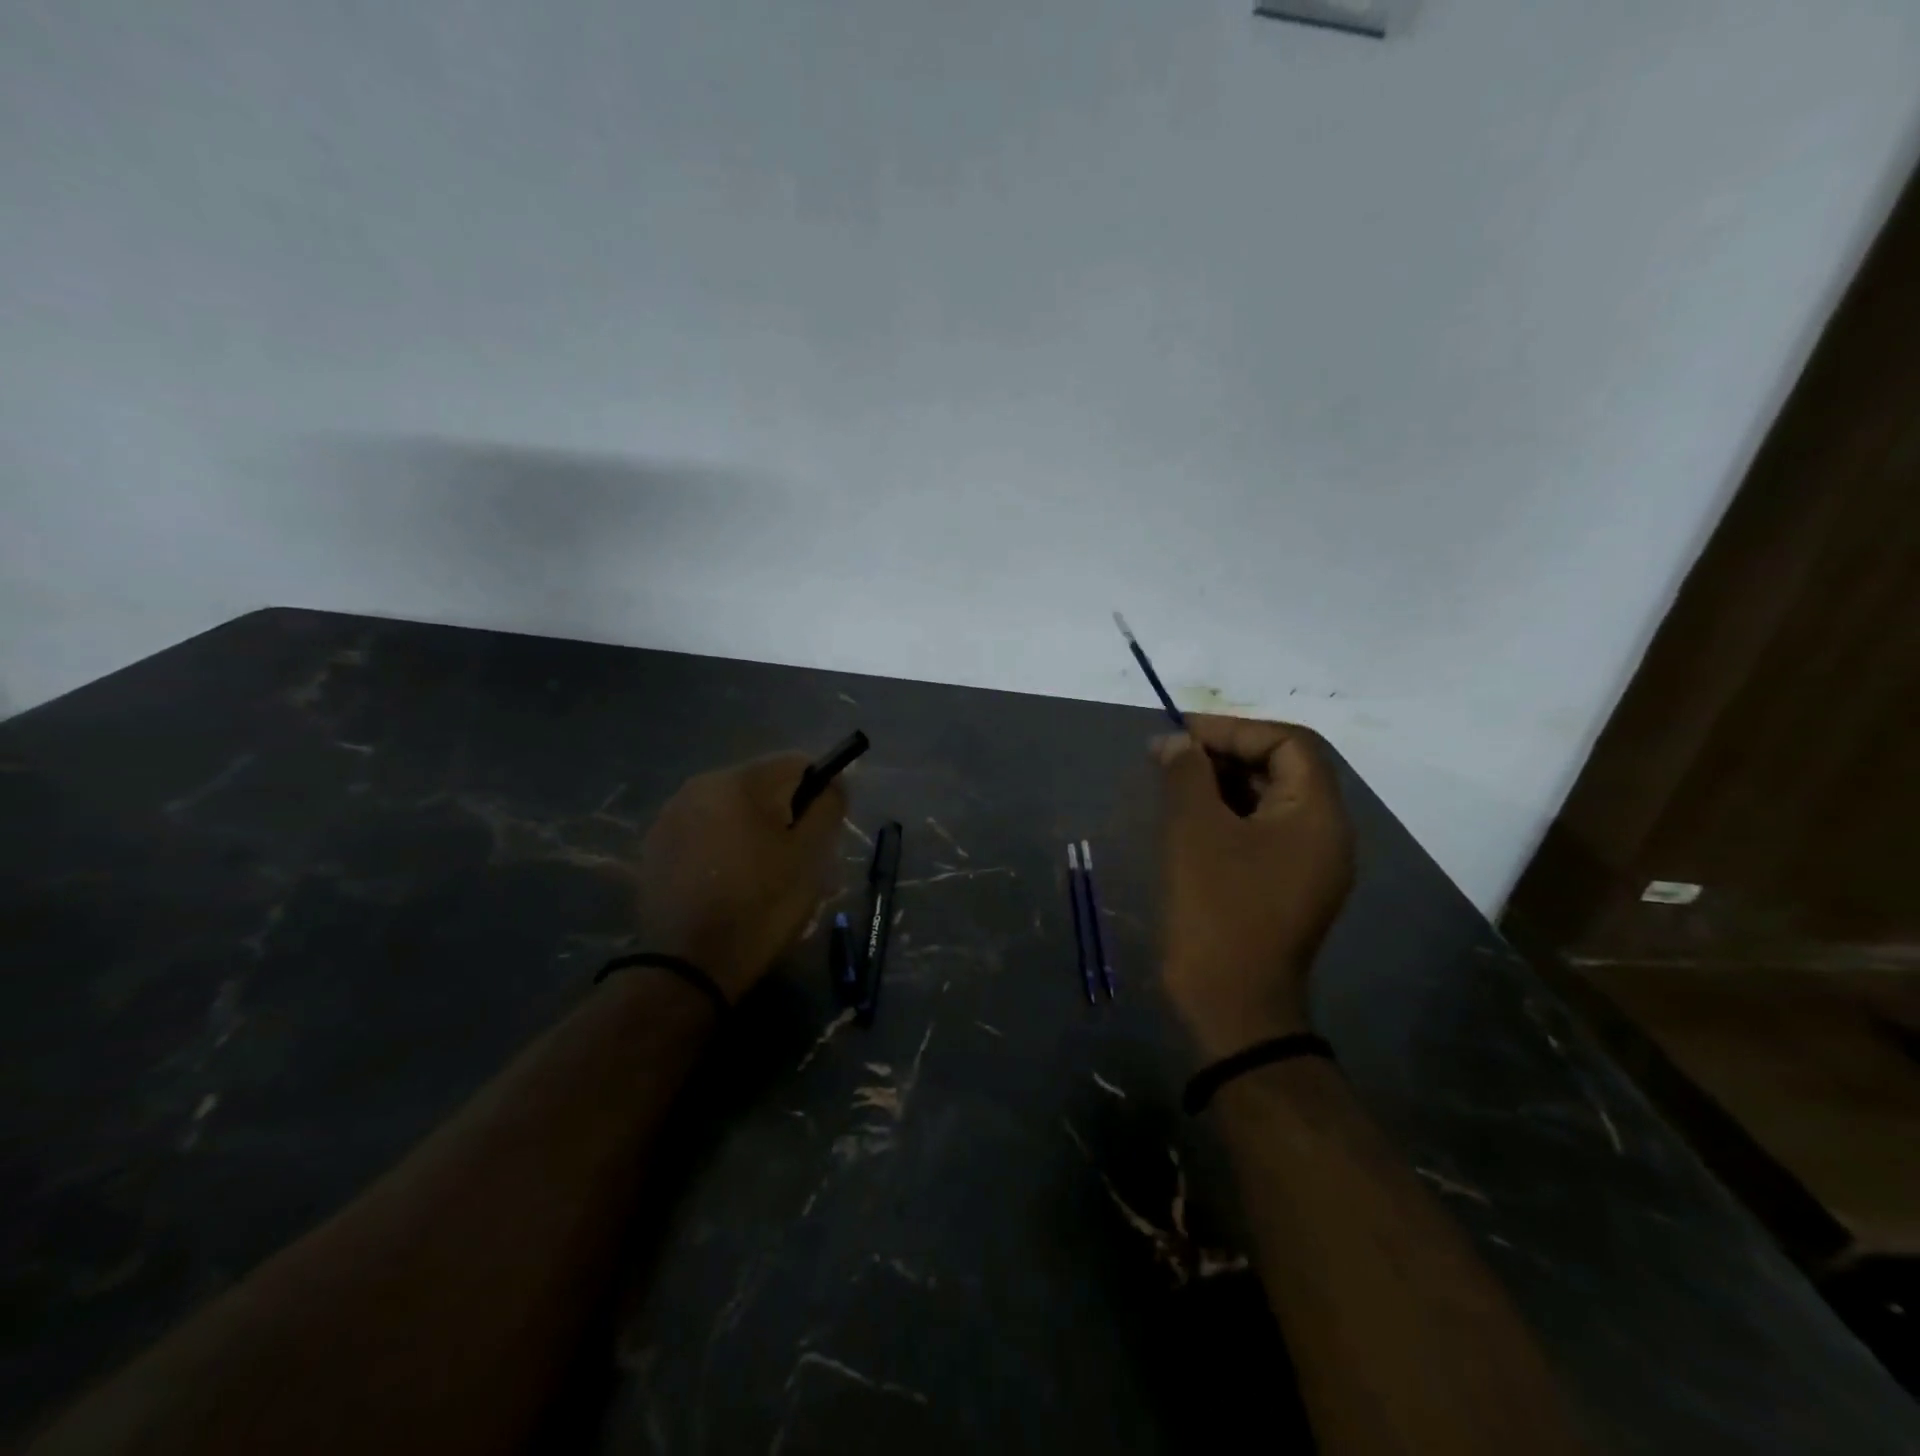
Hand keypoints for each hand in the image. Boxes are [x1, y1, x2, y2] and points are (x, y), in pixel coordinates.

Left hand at [635, 753, 845, 1002]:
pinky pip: (706, 832)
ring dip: (756, 832)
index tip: (824, 833)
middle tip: (798, 861)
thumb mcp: (810, 856)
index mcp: (738, 781)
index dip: (821, 792)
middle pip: (763, 786)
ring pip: (734, 811)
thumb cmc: (760, 906)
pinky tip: (729, 885)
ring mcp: (671, 816)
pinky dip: (725, 847)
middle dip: (787, 815)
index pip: (797, 764)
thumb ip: (827, 806)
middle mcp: (699, 785)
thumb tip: (833, 782)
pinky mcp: (656, 847)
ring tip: (764, 878)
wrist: (687, 967)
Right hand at [1155, 716, 1354, 1059]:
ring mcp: (1308, 865)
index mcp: (1318, 816)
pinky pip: (1261, 833)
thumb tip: (1174, 741)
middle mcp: (1325, 835)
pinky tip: (1186, 818)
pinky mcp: (1285, 887)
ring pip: (1269, 801)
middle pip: (1283, 769)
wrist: (1231, 1004)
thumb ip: (1186, 773)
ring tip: (1172, 782)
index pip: (1290, 744)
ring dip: (1222, 783)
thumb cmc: (1217, 909)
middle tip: (1173, 755)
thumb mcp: (1194, 830)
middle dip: (1226, 754)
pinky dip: (1226, 815)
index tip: (1184, 733)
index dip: (1235, 729)